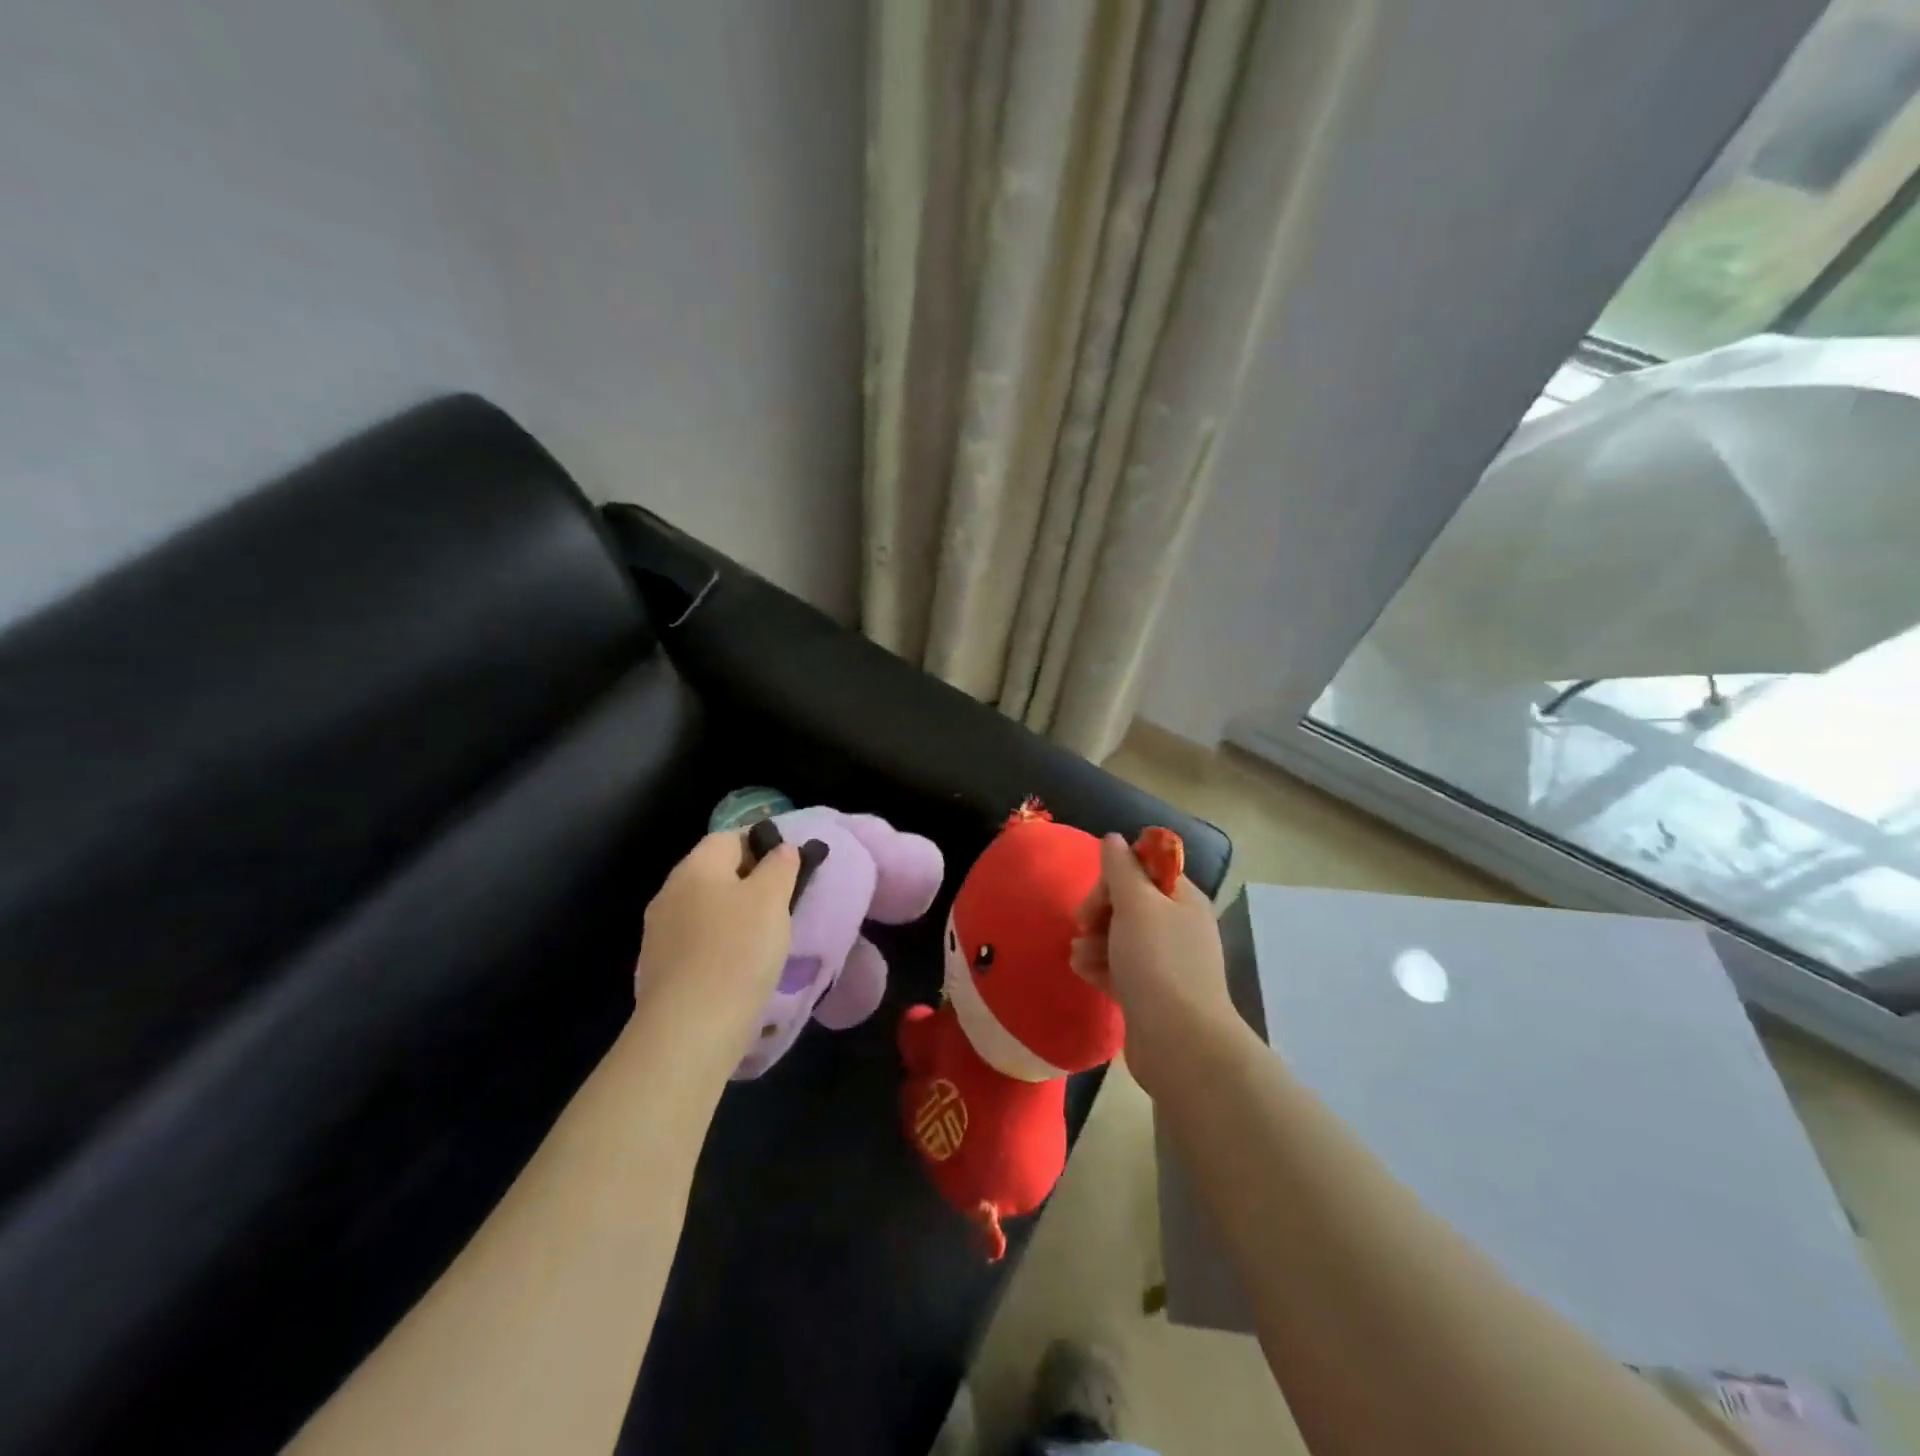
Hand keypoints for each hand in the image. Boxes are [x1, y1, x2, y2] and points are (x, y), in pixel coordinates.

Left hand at [634, 830, 798, 1042]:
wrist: (690, 1029)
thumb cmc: (738, 951)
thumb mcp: (772, 899)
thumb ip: (780, 866)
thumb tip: (781, 848)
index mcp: (696, 867)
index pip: (730, 837)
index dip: (762, 845)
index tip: (789, 868)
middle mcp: (670, 892)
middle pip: (715, 872)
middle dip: (749, 882)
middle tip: (782, 903)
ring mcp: (660, 932)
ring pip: (705, 908)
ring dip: (733, 915)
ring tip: (765, 937)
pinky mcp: (660, 968)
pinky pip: (697, 941)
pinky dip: (719, 944)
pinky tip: (739, 966)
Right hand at [1072, 833, 1239, 1096]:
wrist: (1179, 1043)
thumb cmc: (1157, 963)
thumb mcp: (1136, 905)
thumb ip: (1121, 868)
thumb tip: (1113, 838)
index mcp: (1182, 899)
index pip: (1145, 869)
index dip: (1116, 877)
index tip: (1099, 895)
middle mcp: (1178, 926)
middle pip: (1129, 902)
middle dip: (1100, 911)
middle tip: (1083, 925)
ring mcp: (1165, 962)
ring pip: (1120, 936)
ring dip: (1094, 940)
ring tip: (1080, 956)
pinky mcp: (1150, 993)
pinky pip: (1119, 967)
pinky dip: (1100, 966)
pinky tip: (1084, 972)